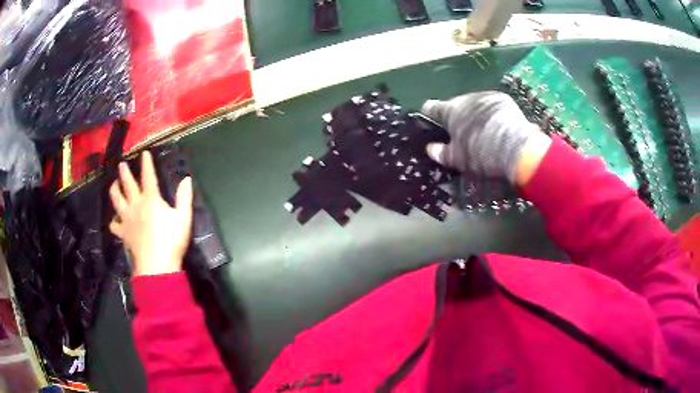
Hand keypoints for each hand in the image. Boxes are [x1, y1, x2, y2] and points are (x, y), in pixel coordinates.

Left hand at [109, 151, 193, 275]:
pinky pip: (114, 225)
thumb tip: (187, 179)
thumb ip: (184, 197)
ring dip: (114, 190)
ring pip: (116, 200)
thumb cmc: (171, 240)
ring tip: (113, 184)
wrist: (156, 265)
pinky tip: (115, 220)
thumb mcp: (184, 218)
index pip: (148, 176)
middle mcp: (136, 205)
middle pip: (127, 185)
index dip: (146, 163)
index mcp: (151, 199)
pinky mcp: (123, 233)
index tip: (144, 153)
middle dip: (124, 173)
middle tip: (121, 164)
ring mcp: (127, 219)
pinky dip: (113, 221)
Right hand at [421, 91, 549, 184]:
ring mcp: (486, 97)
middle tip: (460, 130)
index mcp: (452, 110)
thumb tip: (430, 149)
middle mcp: (467, 98)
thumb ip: (441, 153)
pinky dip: (491, 114)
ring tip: (481, 128)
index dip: (429, 112)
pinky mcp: (503, 100)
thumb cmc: (481, 153)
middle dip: (456, 115)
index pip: (433, 107)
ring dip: (474, 113)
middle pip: (456, 105)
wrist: (516, 148)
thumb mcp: (458, 159)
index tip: (428, 116)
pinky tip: (496, 126)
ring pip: (475, 104)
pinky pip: (491, 106)